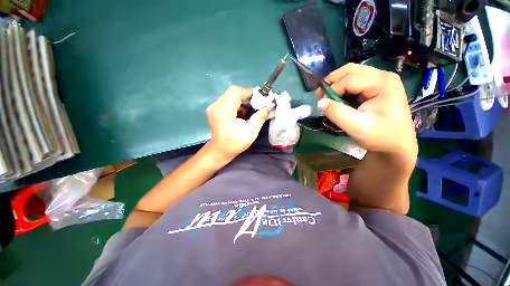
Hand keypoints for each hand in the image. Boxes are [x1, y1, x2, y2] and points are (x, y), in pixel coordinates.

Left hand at [206, 85, 273, 159]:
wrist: (220, 151)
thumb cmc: (235, 143)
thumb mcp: (251, 132)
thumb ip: (260, 117)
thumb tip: (271, 105)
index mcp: (223, 111)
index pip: (236, 92)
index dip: (250, 92)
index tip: (260, 99)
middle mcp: (216, 106)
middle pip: (233, 91)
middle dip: (248, 96)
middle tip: (257, 104)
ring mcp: (214, 107)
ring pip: (231, 95)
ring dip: (243, 100)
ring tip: (251, 110)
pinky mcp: (214, 109)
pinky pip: (228, 100)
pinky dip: (238, 103)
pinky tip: (243, 112)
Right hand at [316, 64, 416, 159]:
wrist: (397, 145)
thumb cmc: (380, 137)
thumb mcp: (356, 127)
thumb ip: (337, 113)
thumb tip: (320, 102)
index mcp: (382, 83)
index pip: (349, 80)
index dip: (331, 90)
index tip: (321, 104)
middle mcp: (383, 76)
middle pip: (350, 70)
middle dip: (332, 81)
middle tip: (319, 95)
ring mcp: (381, 80)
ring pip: (352, 73)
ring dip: (336, 83)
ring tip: (327, 96)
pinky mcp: (378, 87)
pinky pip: (355, 81)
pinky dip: (343, 88)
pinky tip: (339, 98)